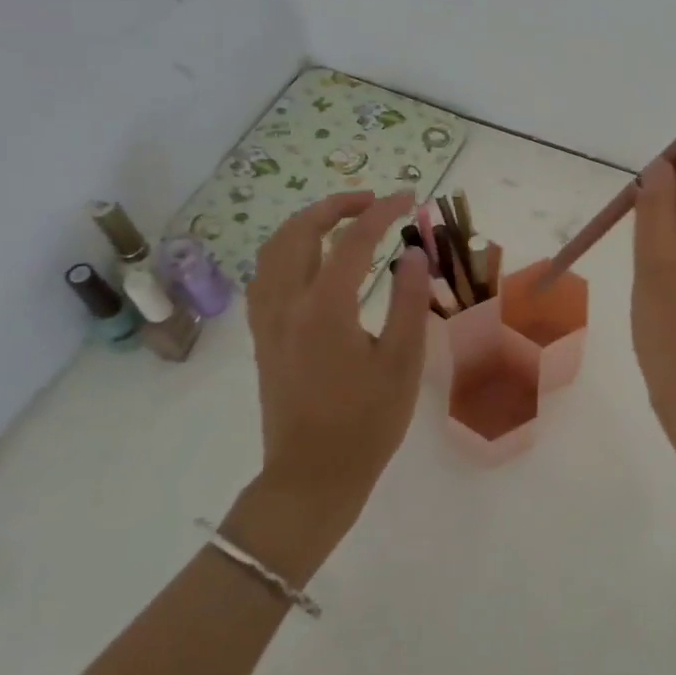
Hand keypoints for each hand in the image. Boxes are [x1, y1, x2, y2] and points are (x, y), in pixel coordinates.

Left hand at [225, 191, 431, 577]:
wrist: (312, 476)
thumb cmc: (366, 422)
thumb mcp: (402, 362)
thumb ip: (409, 301)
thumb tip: (413, 253)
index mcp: (325, 308)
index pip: (354, 240)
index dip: (383, 211)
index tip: (410, 198)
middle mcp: (287, 304)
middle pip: (300, 232)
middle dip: (337, 206)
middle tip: (374, 202)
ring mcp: (267, 320)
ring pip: (274, 250)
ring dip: (307, 224)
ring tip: (343, 220)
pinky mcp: (262, 337)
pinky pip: (265, 275)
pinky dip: (287, 251)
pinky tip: (310, 260)